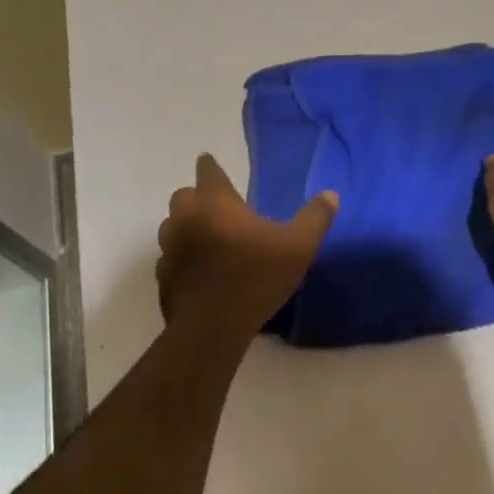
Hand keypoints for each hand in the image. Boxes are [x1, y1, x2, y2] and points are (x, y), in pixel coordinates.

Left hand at [157, 154, 336, 349]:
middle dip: (197, 197)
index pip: (207, 171)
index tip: (210, 163)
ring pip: (171, 226)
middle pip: (184, 195)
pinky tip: (197, 271)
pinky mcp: (163, 277)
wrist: (211, 330)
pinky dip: (181, 258)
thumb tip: (330, 195)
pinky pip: (169, 257)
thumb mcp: (298, 248)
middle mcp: (186, 218)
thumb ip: (314, 218)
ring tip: (206, 238)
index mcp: (215, 203)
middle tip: (217, 207)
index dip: (210, 166)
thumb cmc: (255, 278)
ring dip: (185, 226)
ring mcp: (170, 248)